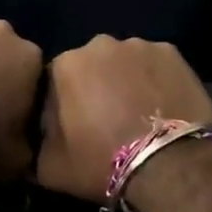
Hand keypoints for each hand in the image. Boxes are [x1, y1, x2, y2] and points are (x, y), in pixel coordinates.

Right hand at [36, 36, 211, 202]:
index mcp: (65, 64)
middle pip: (92, 65)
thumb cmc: (101, 163)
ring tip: (139, 114)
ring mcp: (140, 45)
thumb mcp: (50, 167)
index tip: (74, 127)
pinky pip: (156, 65)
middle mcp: (100, 45)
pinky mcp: (173, 53)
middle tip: (107, 120)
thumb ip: (38, 144)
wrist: (168, 165)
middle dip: (96, 86)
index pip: (55, 80)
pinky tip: (163, 106)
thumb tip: (39, 137)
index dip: (63, 105)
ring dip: (127, 80)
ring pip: (125, 62)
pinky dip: (156, 80)